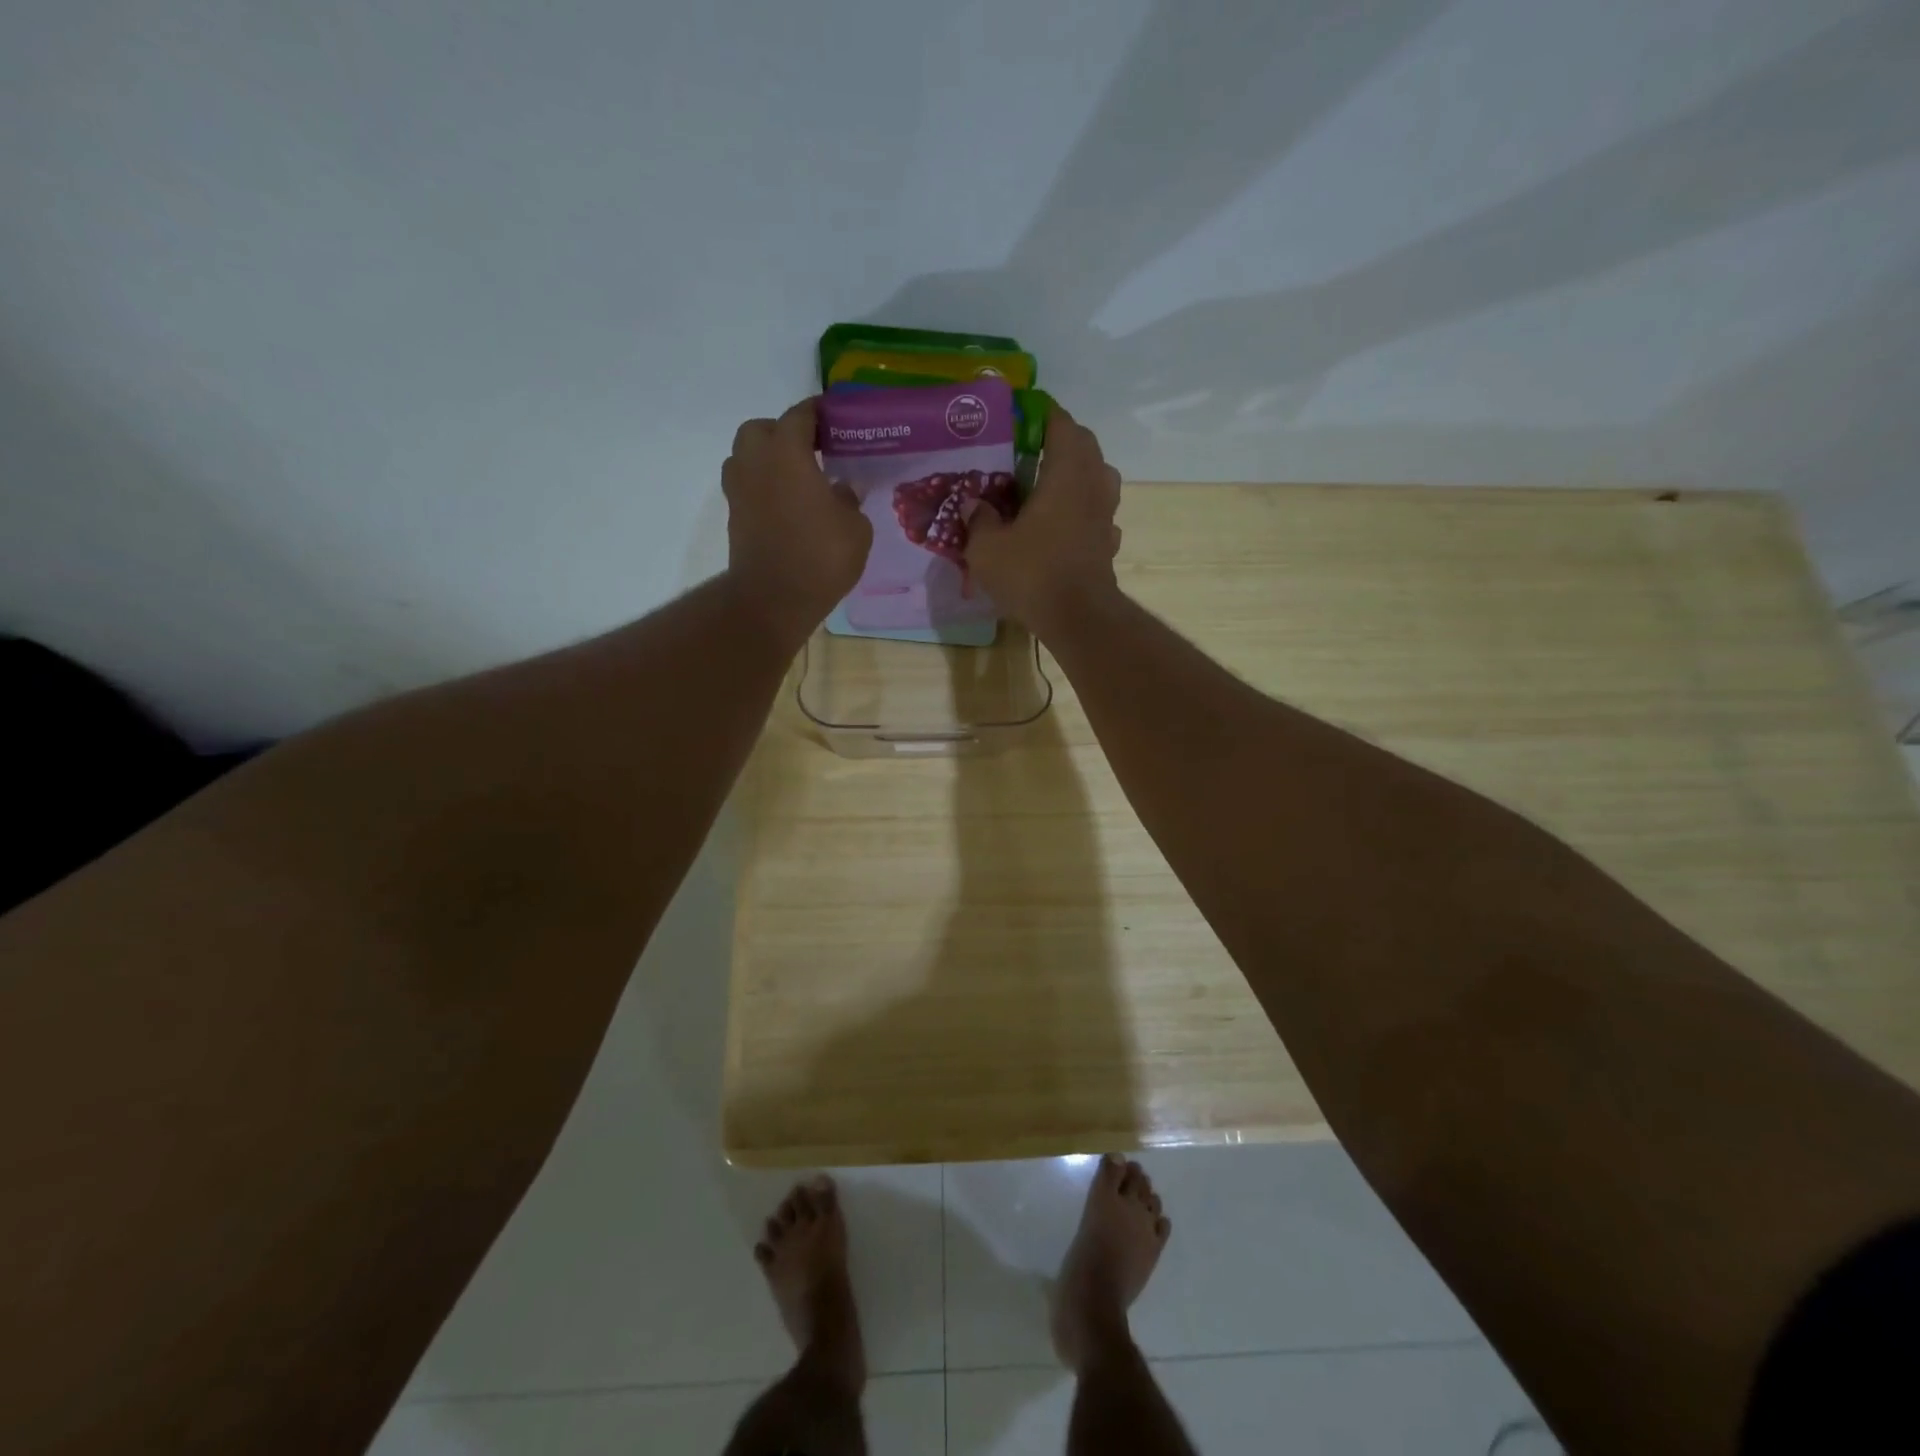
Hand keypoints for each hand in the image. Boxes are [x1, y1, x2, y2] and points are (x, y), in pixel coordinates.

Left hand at [723, 399, 871, 642]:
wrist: (773, 599)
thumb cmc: (820, 556)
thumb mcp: (855, 528)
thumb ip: (849, 500)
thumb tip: (841, 490)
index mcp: (787, 452)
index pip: (800, 415)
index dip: (818, 412)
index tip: (834, 417)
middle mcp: (756, 462)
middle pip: (761, 429)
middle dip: (783, 432)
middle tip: (810, 450)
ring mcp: (739, 490)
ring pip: (746, 456)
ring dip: (767, 459)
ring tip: (796, 477)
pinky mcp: (735, 516)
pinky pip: (747, 486)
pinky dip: (763, 487)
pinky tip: (787, 504)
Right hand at [964, 405, 1121, 633]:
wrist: (1078, 618)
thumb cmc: (1032, 573)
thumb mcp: (987, 548)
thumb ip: (979, 520)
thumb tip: (975, 504)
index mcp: (1066, 473)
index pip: (1061, 424)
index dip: (1042, 414)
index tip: (1021, 414)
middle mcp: (1093, 485)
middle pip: (1084, 446)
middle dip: (1060, 440)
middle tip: (1030, 449)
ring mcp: (1106, 515)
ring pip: (1097, 478)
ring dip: (1077, 473)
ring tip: (1048, 484)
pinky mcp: (1109, 543)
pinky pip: (1098, 513)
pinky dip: (1082, 509)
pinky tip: (1063, 524)